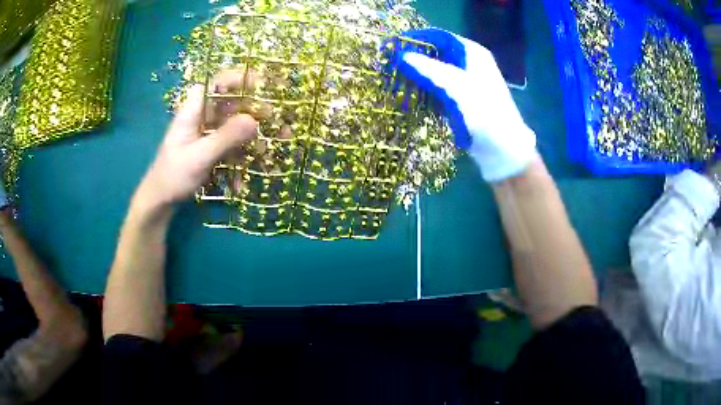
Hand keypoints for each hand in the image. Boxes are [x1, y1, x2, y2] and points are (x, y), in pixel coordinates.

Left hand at [135, 75, 258, 211]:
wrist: (161, 201)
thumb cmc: (173, 176)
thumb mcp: (199, 157)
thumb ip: (226, 138)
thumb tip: (254, 121)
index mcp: (193, 110)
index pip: (216, 84)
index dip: (238, 79)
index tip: (262, 85)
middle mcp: (202, 117)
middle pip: (230, 103)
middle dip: (252, 109)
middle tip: (274, 118)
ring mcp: (207, 133)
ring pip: (234, 124)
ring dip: (251, 134)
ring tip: (268, 146)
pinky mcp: (211, 148)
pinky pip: (231, 143)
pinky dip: (242, 152)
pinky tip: (250, 169)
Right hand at [396, 28, 535, 181]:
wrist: (503, 149)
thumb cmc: (485, 113)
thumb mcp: (457, 86)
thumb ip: (430, 69)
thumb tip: (402, 55)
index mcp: (473, 53)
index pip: (441, 37)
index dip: (418, 39)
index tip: (395, 45)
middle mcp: (470, 64)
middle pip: (438, 54)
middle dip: (416, 58)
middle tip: (393, 65)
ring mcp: (467, 82)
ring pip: (437, 72)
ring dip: (419, 75)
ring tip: (397, 79)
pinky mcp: (462, 100)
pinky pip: (440, 88)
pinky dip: (427, 90)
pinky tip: (412, 95)